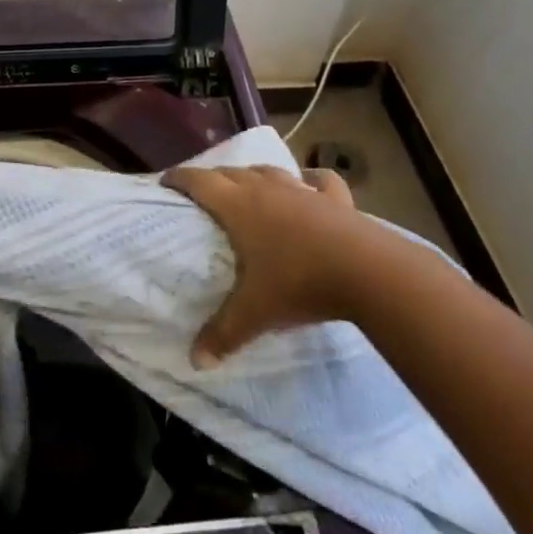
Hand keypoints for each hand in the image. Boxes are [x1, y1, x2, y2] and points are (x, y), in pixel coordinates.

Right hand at [161, 162, 367, 367]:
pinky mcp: (335, 199)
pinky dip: (311, 179)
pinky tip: (310, 183)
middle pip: (231, 172)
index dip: (179, 179)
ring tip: (248, 185)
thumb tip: (196, 361)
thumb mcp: (255, 313)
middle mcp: (266, 190)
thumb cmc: (299, 283)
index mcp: (238, 207)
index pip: (199, 182)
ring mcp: (302, 190)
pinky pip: (319, 180)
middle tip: (203, 192)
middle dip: (213, 178)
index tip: (166, 182)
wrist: (366, 271)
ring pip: (270, 172)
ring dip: (254, 175)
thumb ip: (223, 334)